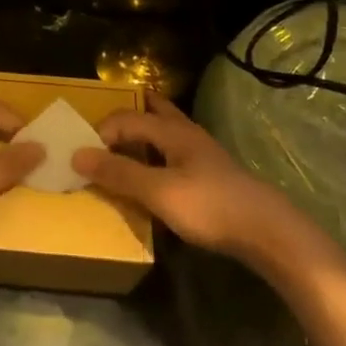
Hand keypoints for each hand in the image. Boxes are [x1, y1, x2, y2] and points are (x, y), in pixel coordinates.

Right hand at [72, 93, 345, 282]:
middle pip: (154, 112)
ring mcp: (203, 155)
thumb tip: (77, 154)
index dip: (101, 132)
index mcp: (173, 132)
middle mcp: (188, 135)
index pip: (127, 118)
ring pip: (166, 134)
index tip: (83, 155)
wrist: (268, 233)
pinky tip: (153, 176)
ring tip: (121, 150)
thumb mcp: (157, 191)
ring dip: (142, 135)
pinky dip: (155, 156)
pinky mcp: (211, 177)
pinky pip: (174, 155)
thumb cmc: (210, 207)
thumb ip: (118, 172)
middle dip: (128, 115)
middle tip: (102, 127)